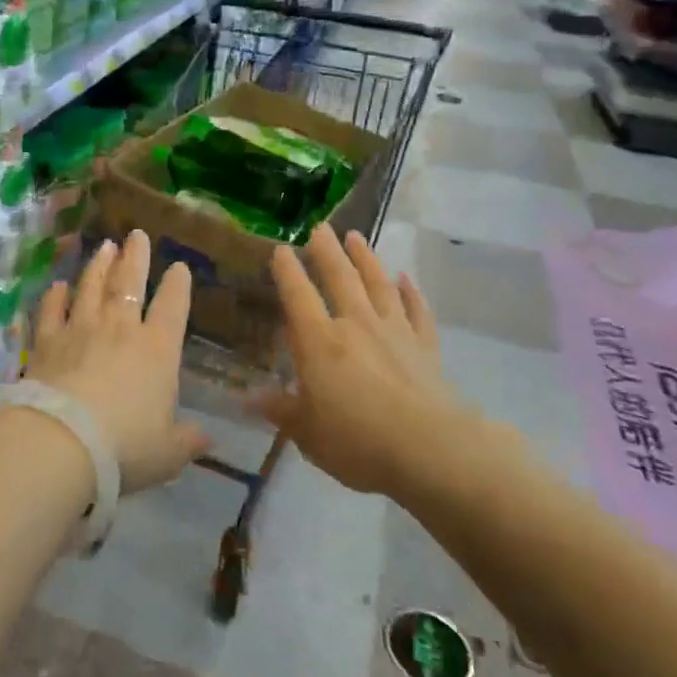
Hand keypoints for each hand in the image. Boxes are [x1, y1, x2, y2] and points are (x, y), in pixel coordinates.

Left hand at [28, 231, 210, 493]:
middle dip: (136, 257)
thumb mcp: (167, 452)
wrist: (62, 442)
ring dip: (99, 265)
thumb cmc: (125, 447)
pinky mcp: (47, 341)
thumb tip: (206, 436)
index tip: (179, 266)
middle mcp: (121, 329)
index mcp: (157, 350)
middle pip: (129, 283)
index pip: (172, 307)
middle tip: (137, 234)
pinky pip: (52, 311)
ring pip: (91, 288)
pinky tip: (57, 285)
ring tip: (104, 246)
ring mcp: (81, 330)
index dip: (178, 286)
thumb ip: (187, 440)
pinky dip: (55, 296)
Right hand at [251, 225, 464, 496]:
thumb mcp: (308, 433)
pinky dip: (411, 294)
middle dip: (327, 251)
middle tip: (320, 227)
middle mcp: (355, 325)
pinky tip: (406, 280)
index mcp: (320, 342)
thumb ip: (280, 410)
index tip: (281, 248)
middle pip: (340, 278)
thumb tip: (246, 398)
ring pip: (378, 285)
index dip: (287, 271)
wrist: (430, 449)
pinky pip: (417, 311)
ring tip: (356, 237)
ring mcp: (394, 331)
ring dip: (366, 259)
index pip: (298, 296)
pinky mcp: (425, 346)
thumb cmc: (358, 441)